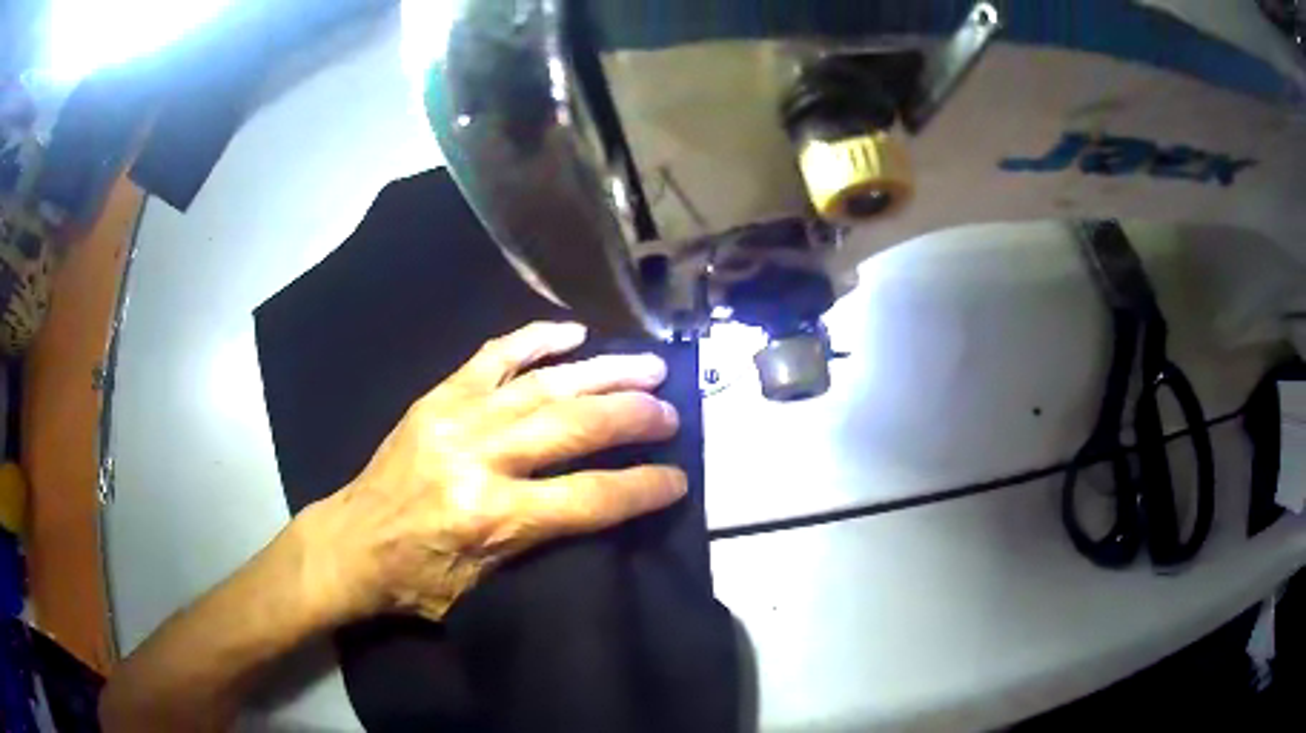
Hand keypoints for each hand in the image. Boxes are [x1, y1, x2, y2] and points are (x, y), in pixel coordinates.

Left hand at [297, 322, 686, 622]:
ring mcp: (457, 418)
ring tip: (647, 366)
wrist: (352, 542)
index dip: (642, 487)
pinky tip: (573, 333)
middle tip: (670, 411)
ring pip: (544, 385)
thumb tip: (601, 507)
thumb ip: (541, 545)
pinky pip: (494, 357)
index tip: (678, 478)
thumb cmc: (418, 579)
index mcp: (492, 518)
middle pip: (574, 427)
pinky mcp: (438, 397)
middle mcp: (480, 459)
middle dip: (633, 417)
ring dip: (603, 372)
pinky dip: (536, 340)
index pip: (589, 498)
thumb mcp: (484, 587)